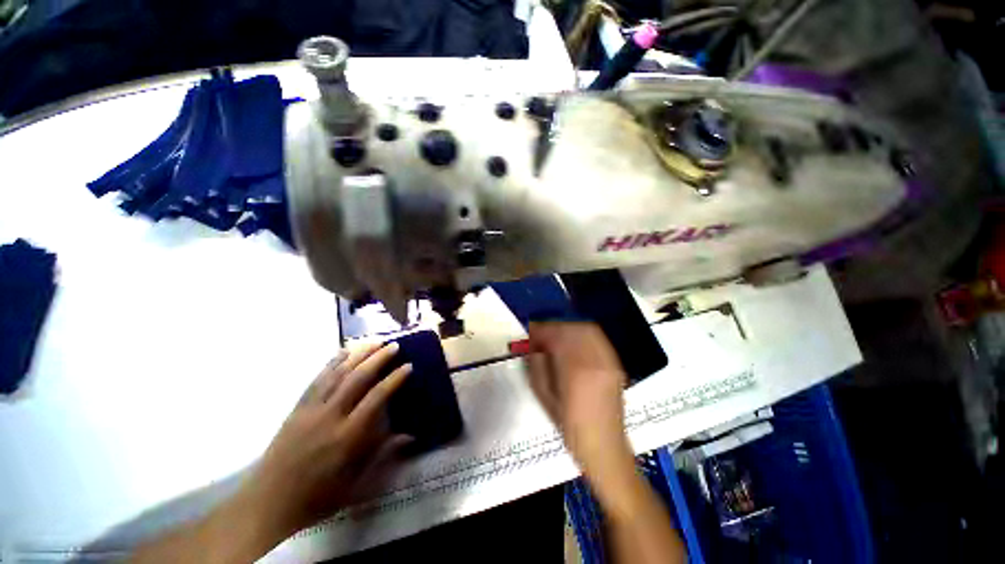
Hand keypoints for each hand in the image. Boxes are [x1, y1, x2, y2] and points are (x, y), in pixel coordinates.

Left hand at [239, 343, 412, 540]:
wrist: (267, 504)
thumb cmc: (317, 497)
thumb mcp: (355, 483)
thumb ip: (383, 453)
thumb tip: (410, 435)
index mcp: (347, 436)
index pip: (376, 398)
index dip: (394, 379)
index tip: (408, 366)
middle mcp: (330, 417)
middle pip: (357, 379)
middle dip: (378, 359)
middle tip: (394, 346)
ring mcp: (310, 410)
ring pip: (338, 374)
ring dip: (358, 355)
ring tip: (374, 341)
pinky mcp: (297, 408)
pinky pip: (317, 380)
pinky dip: (332, 363)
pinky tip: (343, 352)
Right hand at [524, 322, 636, 503]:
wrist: (604, 447)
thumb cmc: (570, 426)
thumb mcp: (544, 398)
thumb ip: (537, 366)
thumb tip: (535, 346)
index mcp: (576, 370)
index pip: (557, 336)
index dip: (542, 330)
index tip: (531, 332)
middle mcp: (596, 361)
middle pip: (574, 328)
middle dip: (555, 327)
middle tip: (542, 335)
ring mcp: (609, 361)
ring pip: (587, 330)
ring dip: (568, 329)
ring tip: (556, 338)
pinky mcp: (615, 364)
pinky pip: (598, 339)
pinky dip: (583, 335)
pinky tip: (573, 343)